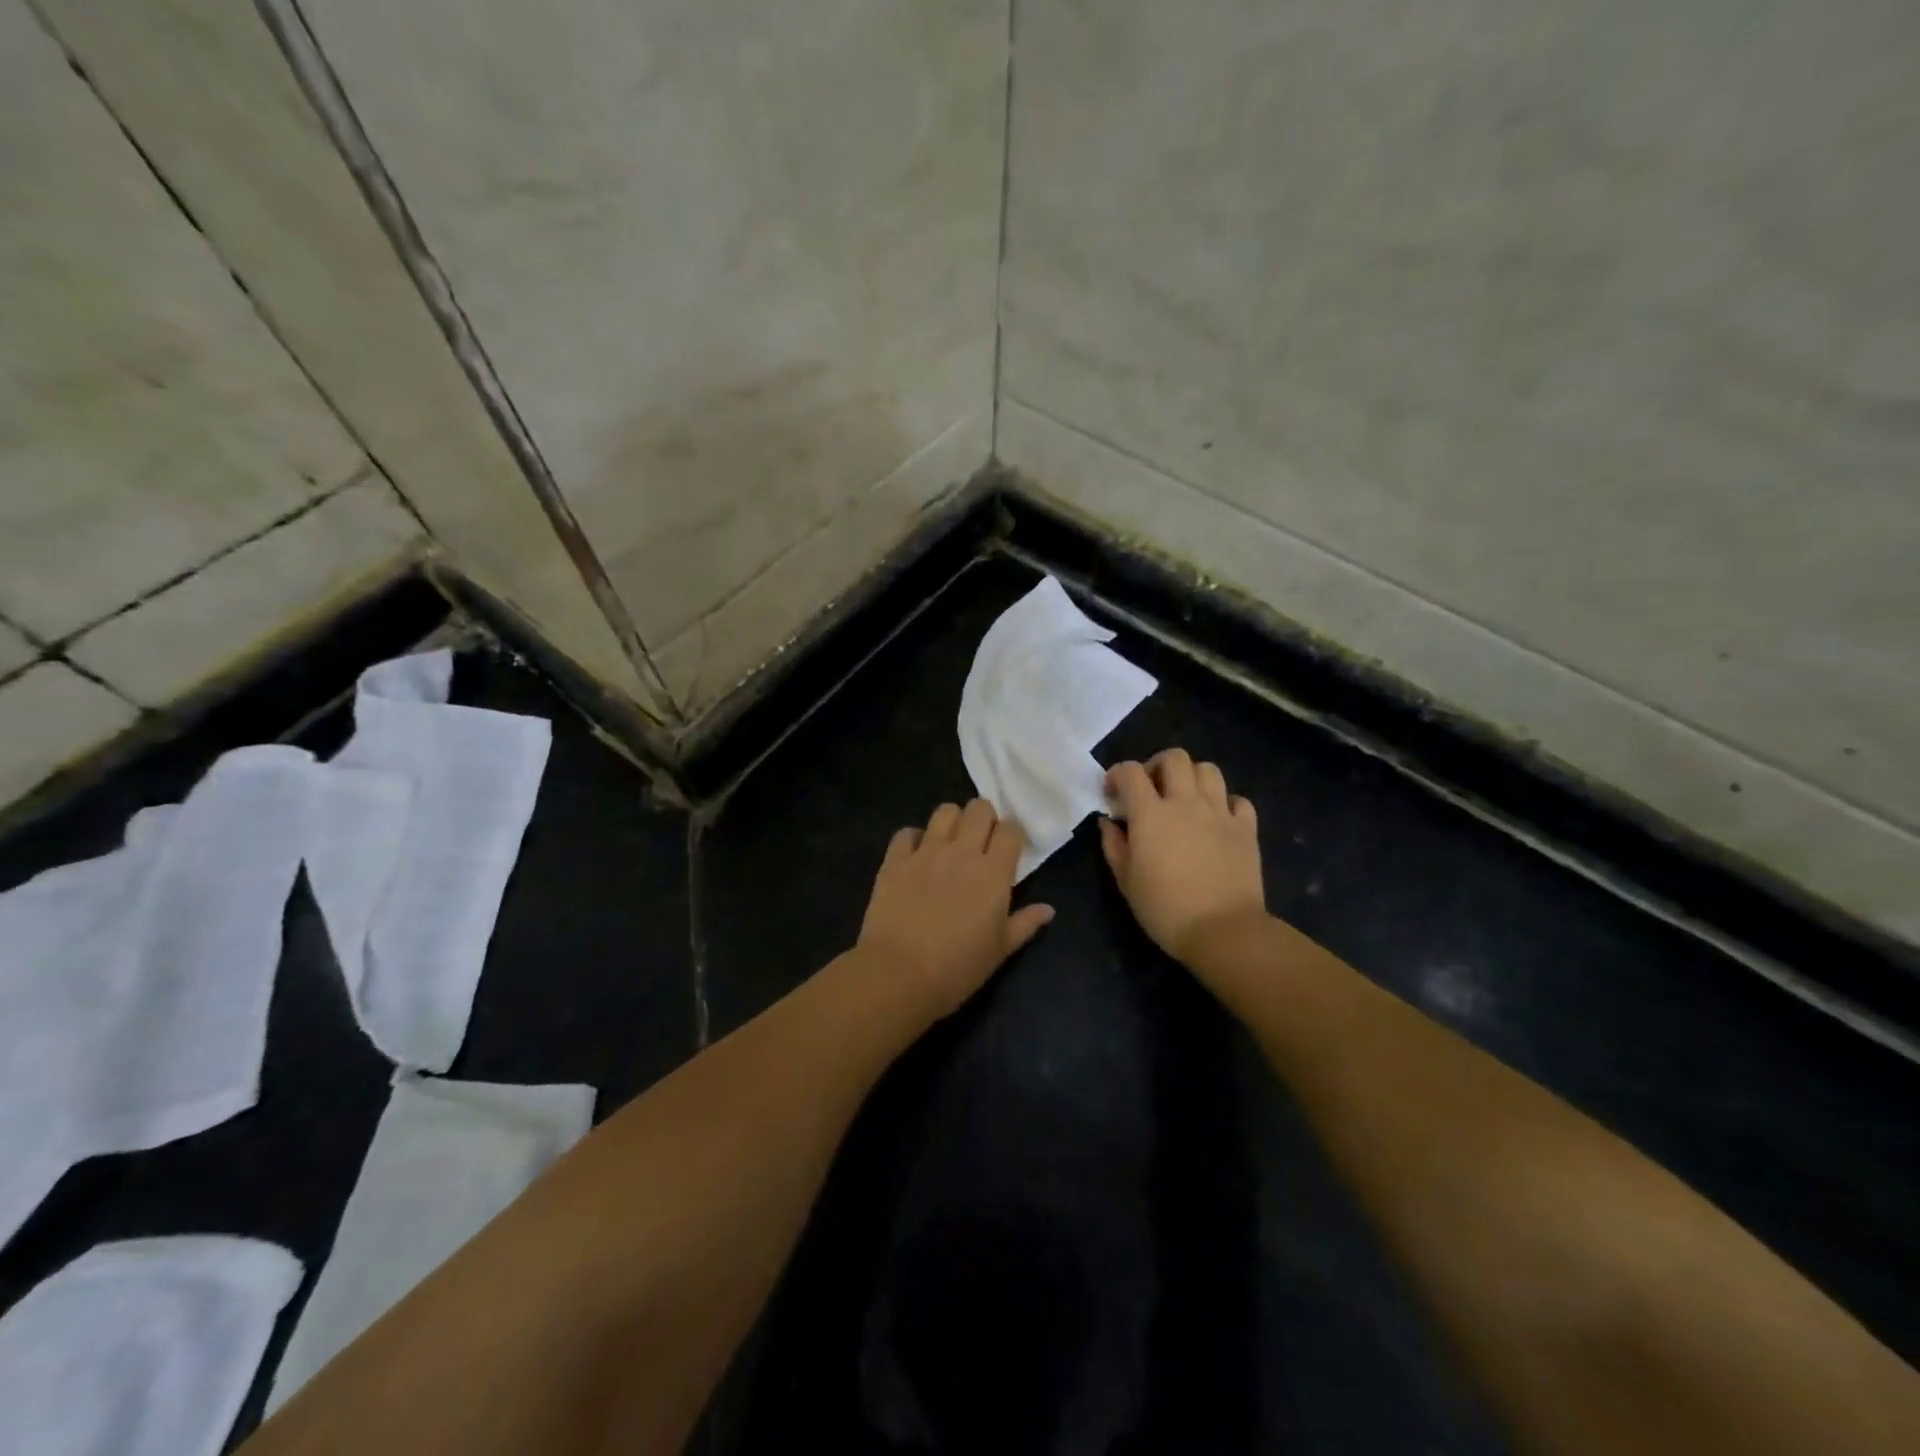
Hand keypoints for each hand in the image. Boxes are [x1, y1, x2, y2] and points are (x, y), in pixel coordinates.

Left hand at [855, 799, 1055, 1021]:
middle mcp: (962, 852)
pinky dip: (914, 839)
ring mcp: (926, 852)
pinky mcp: (895, 860)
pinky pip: (907, 832)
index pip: (1010, 830)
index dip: (1011, 835)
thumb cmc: (957, 968)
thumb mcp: (1000, 951)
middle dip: (984, 818)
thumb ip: (1025, 924)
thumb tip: (1048, 909)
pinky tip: (915, 856)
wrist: (898, 975)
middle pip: (979, 809)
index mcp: (993, 873)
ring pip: (945, 811)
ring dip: (952, 821)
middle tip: (980, 841)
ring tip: (949, 842)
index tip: (1008, 850)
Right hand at [1100, 749, 1266, 963]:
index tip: (1113, 794)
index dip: (1117, 774)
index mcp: (1150, 813)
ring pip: (1208, 770)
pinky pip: (1238, 800)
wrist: (1222, 930)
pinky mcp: (1246, 828)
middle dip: (1157, 766)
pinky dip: (1225, 803)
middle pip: (1174, 758)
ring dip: (1192, 777)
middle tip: (1151, 789)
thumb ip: (1113, 845)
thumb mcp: (1126, 880)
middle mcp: (1185, 802)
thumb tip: (1109, 822)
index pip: (1130, 771)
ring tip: (1185, 799)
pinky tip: (1216, 819)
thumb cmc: (1164, 908)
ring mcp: (1220, 812)